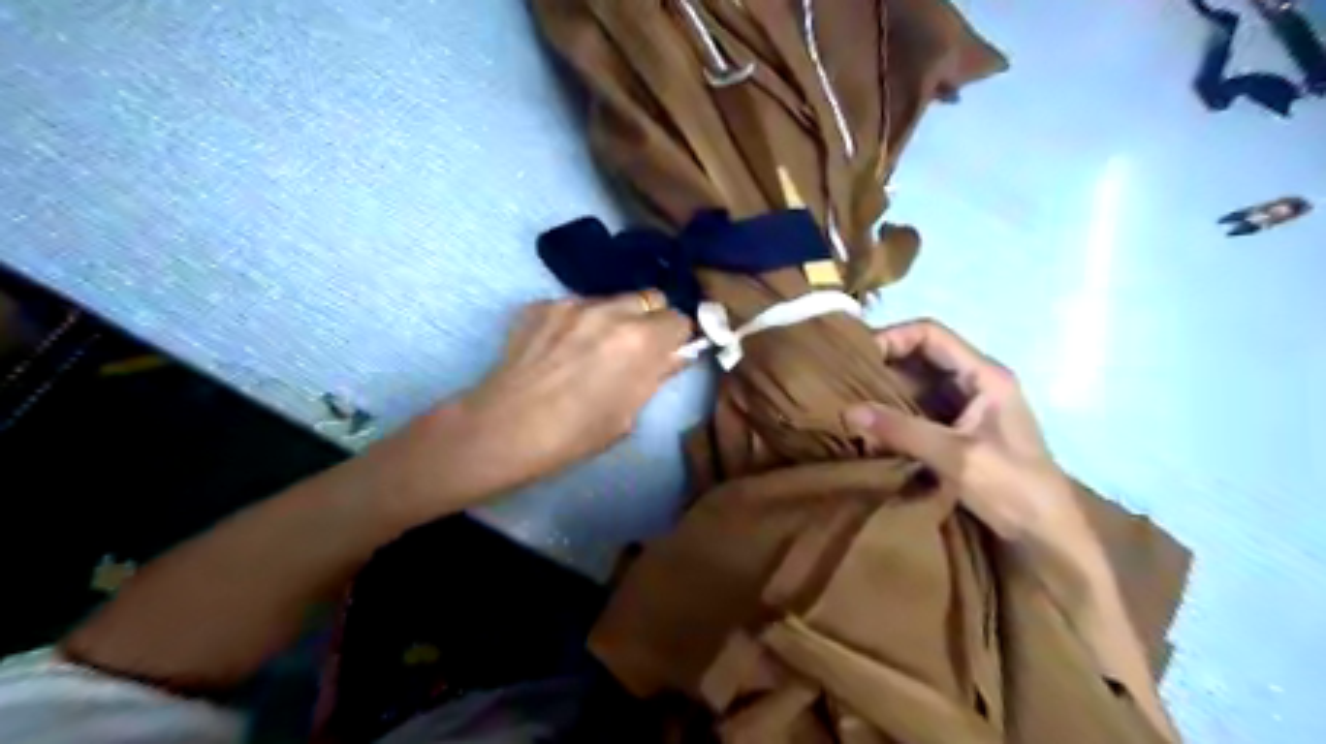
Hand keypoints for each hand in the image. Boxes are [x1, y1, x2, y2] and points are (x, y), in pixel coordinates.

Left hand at [417, 290, 693, 510]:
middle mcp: (611, 310)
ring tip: (591, 349)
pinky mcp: (541, 304)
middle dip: (650, 320)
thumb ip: (657, 375)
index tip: (666, 354)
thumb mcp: (628, 412)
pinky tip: (559, 349)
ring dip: (614, 318)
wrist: (505, 428)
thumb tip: (675, 355)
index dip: (676, 338)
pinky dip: (577, 321)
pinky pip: (575, 305)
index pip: (680, 319)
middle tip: (634, 349)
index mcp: (640, 339)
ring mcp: (572, 303)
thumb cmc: (575, 433)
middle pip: (650, 298)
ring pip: (612, 299)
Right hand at [844, 322, 1104, 572]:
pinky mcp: (957, 431)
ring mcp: (966, 407)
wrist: (1048, 538)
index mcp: (985, 375)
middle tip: (843, 379)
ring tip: (849, 400)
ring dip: (885, 391)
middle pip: (920, 356)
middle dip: (883, 364)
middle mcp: (974, 383)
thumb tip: (848, 411)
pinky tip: (869, 425)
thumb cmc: (1013, 489)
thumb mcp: (956, 455)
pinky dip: (893, 413)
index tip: (857, 358)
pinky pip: (917, 410)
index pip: (931, 334)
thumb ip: (902, 430)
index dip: (893, 337)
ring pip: (916, 384)